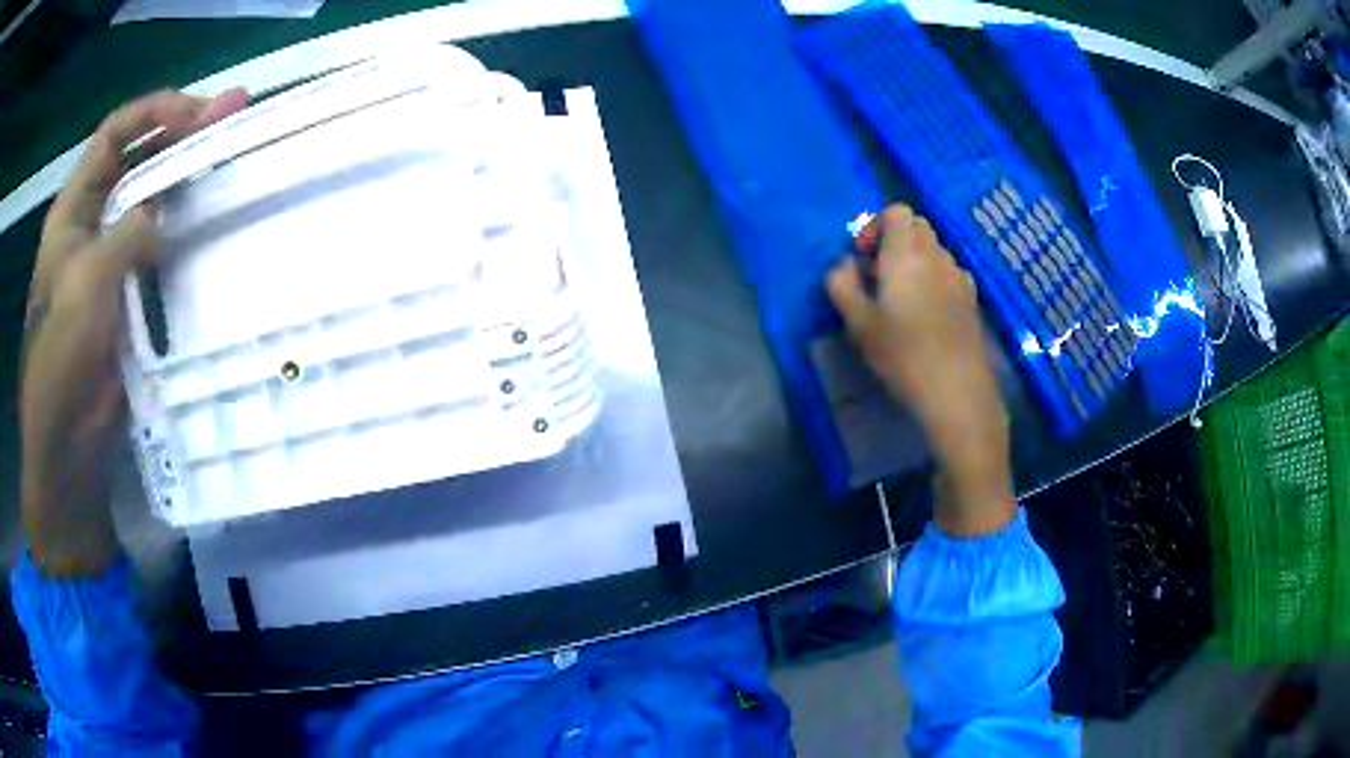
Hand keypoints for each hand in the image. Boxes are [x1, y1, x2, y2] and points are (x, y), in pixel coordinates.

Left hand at [21, 89, 247, 575]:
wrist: (69, 447)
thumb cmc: (61, 363)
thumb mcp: (85, 286)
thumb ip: (126, 236)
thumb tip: (163, 219)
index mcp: (72, 210)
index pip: (115, 135)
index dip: (155, 112)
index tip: (199, 111)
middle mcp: (92, 221)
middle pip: (139, 157)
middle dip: (183, 131)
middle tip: (234, 113)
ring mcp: (113, 256)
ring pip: (153, 196)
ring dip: (188, 173)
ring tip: (232, 150)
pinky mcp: (131, 290)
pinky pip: (160, 243)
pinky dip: (184, 224)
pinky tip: (210, 213)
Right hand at [827, 205, 1014, 536]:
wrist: (957, 391)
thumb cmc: (903, 354)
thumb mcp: (858, 323)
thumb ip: (842, 286)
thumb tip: (842, 267)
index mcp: (906, 254)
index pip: (897, 212)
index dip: (876, 226)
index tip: (863, 258)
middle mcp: (936, 256)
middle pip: (917, 227)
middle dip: (895, 242)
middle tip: (878, 277)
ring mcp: (959, 277)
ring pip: (934, 251)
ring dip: (915, 262)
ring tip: (901, 300)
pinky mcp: (972, 300)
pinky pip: (949, 274)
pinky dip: (934, 280)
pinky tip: (927, 315)